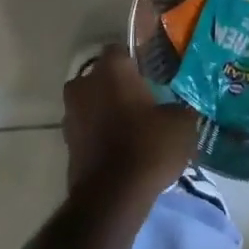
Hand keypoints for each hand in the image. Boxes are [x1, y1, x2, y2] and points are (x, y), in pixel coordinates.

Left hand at [63, 46, 199, 195]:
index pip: (122, 50)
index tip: (154, 74)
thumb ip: (180, 107)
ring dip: (107, 109)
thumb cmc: (148, 147)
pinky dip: (100, 133)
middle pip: (103, 76)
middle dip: (119, 85)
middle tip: (145, 99)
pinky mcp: (67, 143)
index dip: (138, 60)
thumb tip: (181, 106)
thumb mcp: (181, 123)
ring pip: (92, 102)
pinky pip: (88, 128)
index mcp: (111, 69)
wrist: (111, 198)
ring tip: (134, 126)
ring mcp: (71, 114)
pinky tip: (122, 147)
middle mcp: (84, 84)